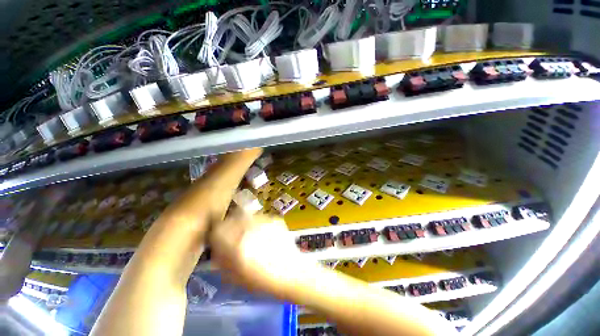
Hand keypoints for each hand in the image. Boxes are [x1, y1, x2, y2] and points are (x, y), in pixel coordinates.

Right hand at [208, 209, 319, 298]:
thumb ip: (222, 259)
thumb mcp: (235, 276)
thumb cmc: (262, 281)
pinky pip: (260, 218)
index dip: (216, 233)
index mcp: (237, 244)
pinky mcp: (275, 219)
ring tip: (252, 235)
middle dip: (230, 226)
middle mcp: (249, 228)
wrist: (291, 272)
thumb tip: (217, 247)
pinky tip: (265, 235)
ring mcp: (264, 221)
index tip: (219, 239)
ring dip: (244, 223)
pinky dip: (258, 224)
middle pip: (231, 218)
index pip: (217, 228)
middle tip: (236, 236)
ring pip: (246, 215)